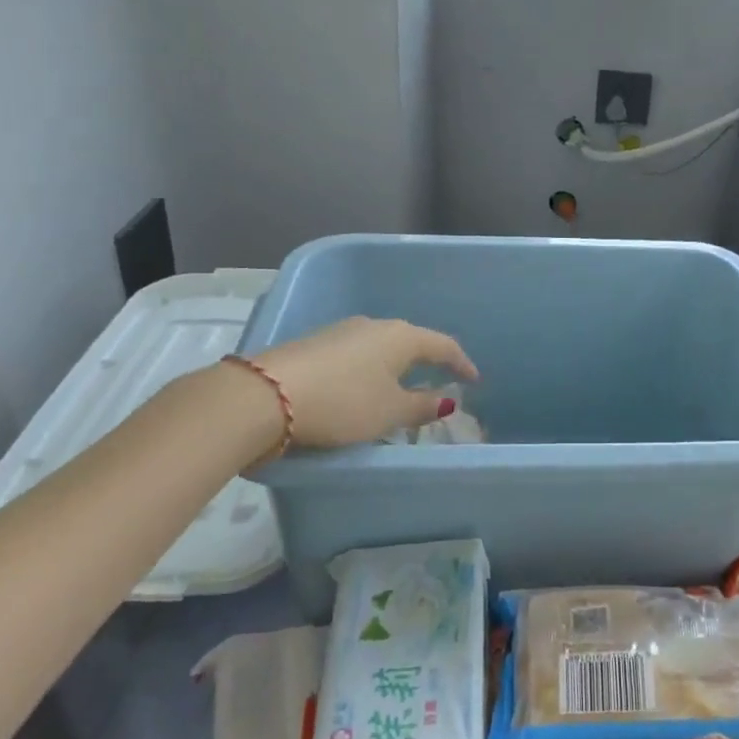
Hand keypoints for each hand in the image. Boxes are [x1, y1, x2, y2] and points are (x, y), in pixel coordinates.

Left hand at [253, 317, 478, 450]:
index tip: (473, 379)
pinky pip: (355, 355)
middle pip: (410, 342)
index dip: (461, 363)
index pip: (442, 345)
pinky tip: (361, 387)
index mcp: (401, 337)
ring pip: (380, 347)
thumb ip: (421, 406)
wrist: (265, 395)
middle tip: (438, 382)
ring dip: (394, 366)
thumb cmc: (342, 403)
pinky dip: (368, 370)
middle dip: (426, 362)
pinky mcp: (315, 344)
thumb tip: (447, 401)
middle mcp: (374, 326)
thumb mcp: (388, 412)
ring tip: (399, 388)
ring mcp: (341, 331)